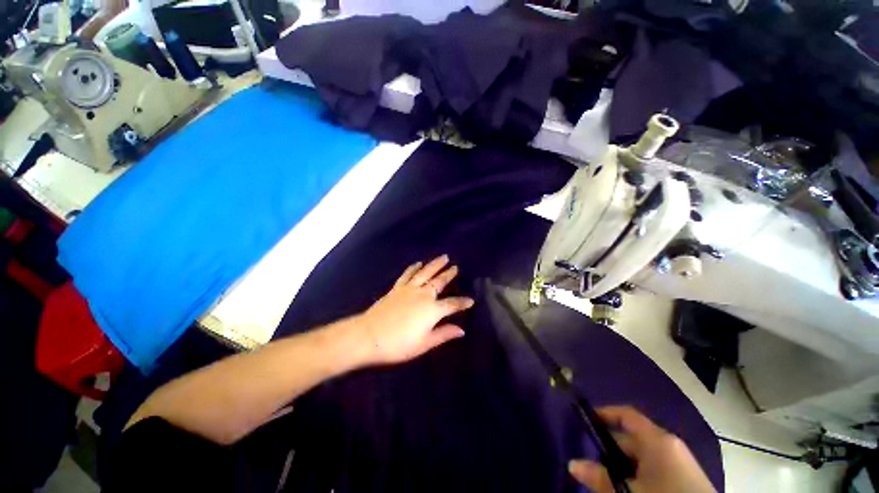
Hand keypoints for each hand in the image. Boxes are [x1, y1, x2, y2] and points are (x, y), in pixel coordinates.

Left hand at [360, 255, 474, 364]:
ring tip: (443, 257)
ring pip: (425, 273)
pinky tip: (418, 263)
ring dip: (435, 264)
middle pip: (439, 282)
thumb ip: (443, 334)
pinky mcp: (397, 288)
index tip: (471, 300)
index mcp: (432, 310)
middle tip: (456, 267)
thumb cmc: (398, 344)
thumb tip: (461, 330)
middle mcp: (423, 295)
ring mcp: (409, 289)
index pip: (452, 304)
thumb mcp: (424, 344)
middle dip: (449, 274)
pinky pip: (407, 274)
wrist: (369, 336)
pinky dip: (414, 268)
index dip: (462, 302)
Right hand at [568, 406, 715, 492]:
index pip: (626, 415)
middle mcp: (668, 445)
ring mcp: (678, 462)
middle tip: (591, 464)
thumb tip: (572, 464)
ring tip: (607, 481)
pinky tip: (628, 489)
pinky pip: (653, 470)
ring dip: (622, 467)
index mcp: (657, 439)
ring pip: (641, 458)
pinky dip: (637, 476)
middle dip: (609, 450)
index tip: (586, 420)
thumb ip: (600, 478)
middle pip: (631, 438)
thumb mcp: (629, 491)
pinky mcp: (684, 479)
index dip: (605, 413)